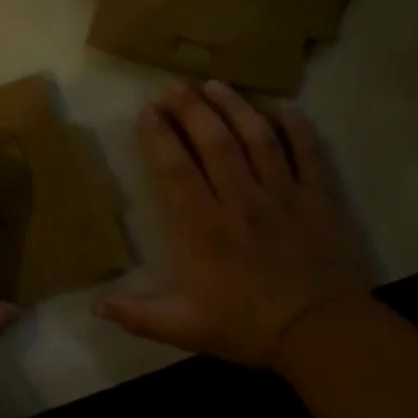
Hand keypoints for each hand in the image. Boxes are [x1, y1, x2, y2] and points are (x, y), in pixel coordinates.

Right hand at [95, 81, 370, 372]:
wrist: (322, 334)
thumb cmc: (248, 327)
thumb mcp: (184, 328)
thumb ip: (138, 315)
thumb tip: (94, 306)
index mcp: (204, 229)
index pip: (176, 170)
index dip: (159, 137)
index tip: (146, 111)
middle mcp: (240, 201)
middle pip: (214, 142)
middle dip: (191, 109)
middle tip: (173, 85)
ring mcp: (283, 195)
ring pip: (257, 138)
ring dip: (234, 107)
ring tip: (214, 83)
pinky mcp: (318, 198)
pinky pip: (308, 152)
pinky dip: (296, 126)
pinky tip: (281, 106)